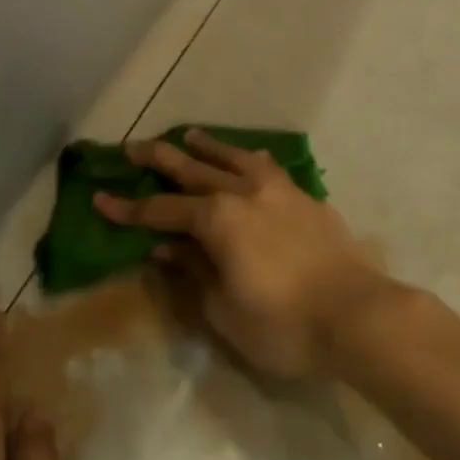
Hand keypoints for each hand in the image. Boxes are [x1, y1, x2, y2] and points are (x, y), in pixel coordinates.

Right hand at [95, 129, 392, 378]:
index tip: (100, 198)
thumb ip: (194, 273)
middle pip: (192, 170)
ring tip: (188, 135)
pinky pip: (268, 167)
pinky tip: (248, 158)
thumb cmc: (285, 325)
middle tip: (133, 146)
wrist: (359, 316)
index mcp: (217, 220)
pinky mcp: (304, 197)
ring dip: (206, 146)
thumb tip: (166, 249)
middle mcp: (242, 193)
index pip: (160, 210)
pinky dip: (248, 159)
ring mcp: (277, 190)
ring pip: (232, 158)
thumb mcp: (226, 311)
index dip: (128, 208)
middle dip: (159, 159)